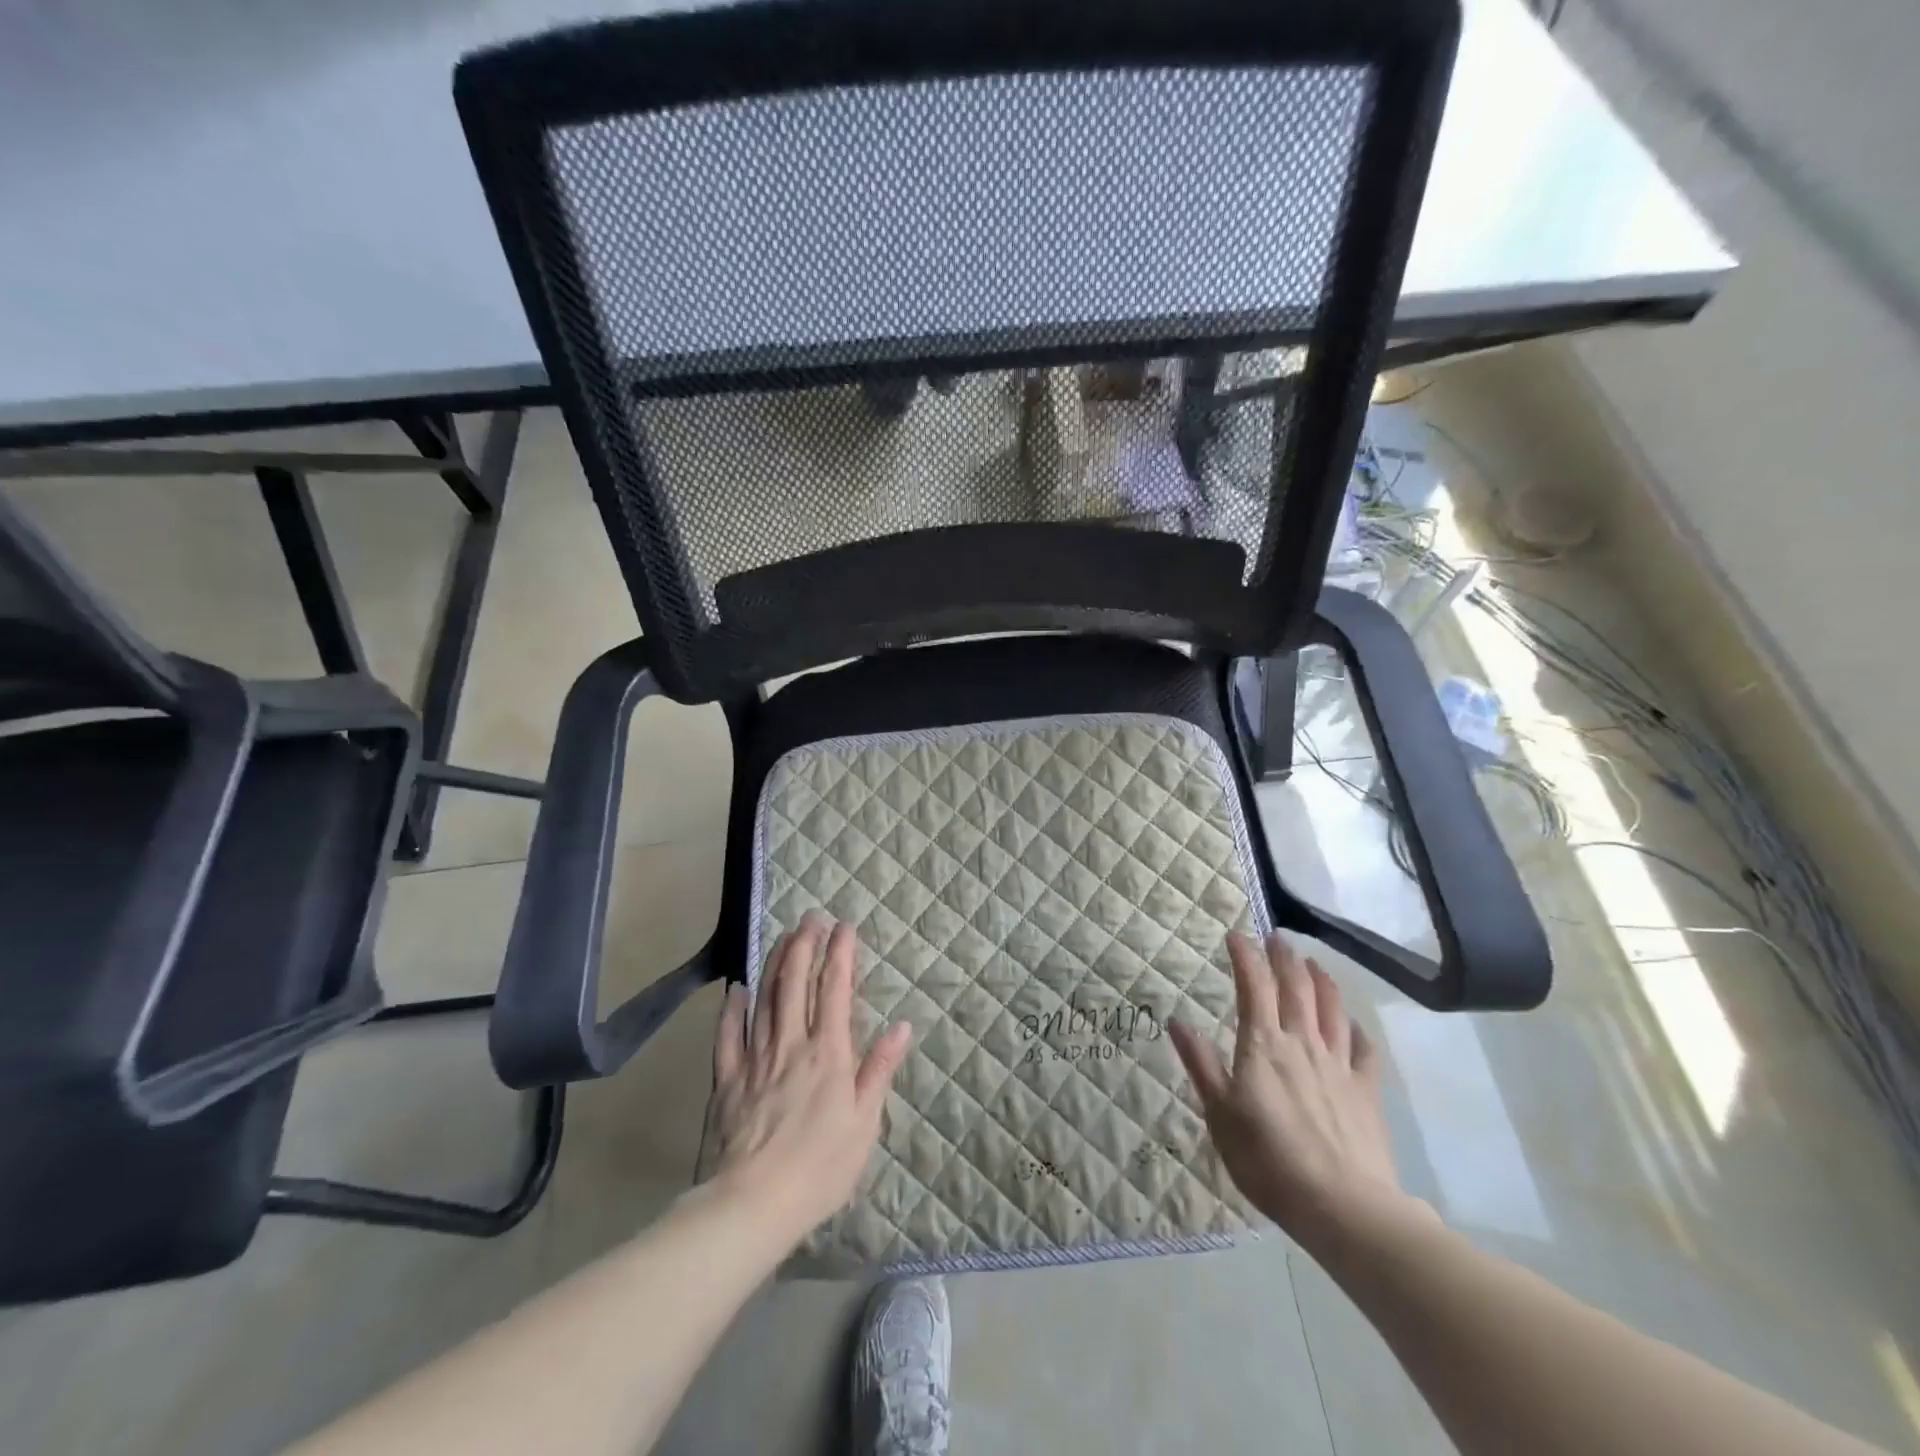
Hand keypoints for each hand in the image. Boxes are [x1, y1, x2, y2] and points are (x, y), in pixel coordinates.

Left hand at [708, 915, 912, 1247]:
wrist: (753, 1204)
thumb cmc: (820, 1168)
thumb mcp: (865, 1123)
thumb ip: (879, 1070)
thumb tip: (901, 1026)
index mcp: (829, 1054)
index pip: (835, 991)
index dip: (841, 955)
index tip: (845, 926)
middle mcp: (791, 1045)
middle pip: (796, 984)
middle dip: (805, 945)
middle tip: (811, 917)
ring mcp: (755, 1059)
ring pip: (765, 999)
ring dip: (775, 964)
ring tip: (783, 936)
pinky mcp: (727, 1080)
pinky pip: (728, 1036)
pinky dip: (733, 1009)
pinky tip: (737, 989)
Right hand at [1169, 933, 1426, 1255]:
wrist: (1344, 1206)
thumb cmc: (1269, 1160)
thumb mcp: (1220, 1114)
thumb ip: (1202, 1065)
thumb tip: (1177, 1022)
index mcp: (1263, 1045)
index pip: (1253, 986)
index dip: (1245, 956)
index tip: (1236, 935)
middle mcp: (1302, 1043)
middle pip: (1296, 988)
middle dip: (1285, 958)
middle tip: (1277, 938)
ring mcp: (1339, 1065)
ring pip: (1331, 1009)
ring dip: (1321, 980)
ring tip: (1313, 964)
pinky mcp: (1366, 1091)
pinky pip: (1363, 1050)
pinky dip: (1355, 1030)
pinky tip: (1352, 1025)